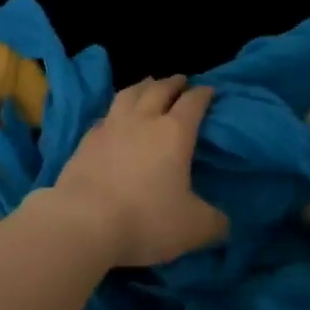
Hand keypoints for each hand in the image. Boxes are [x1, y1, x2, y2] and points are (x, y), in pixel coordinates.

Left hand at [49, 76, 226, 267]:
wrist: (84, 222)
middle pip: (159, 89)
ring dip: (143, 86)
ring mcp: (111, 126)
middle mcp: (143, 120)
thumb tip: (225, 222)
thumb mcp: (194, 228)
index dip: (203, 94)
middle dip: (173, 83)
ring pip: (129, 94)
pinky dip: (116, 110)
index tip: (209, 90)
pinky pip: (106, 115)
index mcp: (174, 132)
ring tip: (149, 84)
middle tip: (181, 80)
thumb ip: (214, 222)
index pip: (193, 103)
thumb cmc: (146, 220)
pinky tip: (115, 117)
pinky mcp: (86, 140)